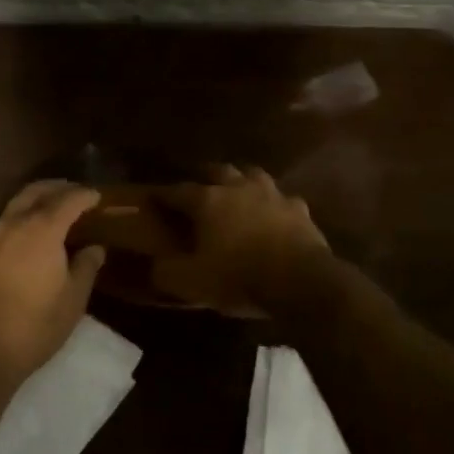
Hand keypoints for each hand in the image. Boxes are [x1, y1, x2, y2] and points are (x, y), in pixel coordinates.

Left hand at [0, 181, 105, 385]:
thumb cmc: (34, 327)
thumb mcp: (72, 300)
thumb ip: (86, 267)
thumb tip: (95, 247)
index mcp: (42, 230)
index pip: (67, 200)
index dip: (84, 195)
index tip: (97, 197)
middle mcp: (14, 224)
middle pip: (36, 192)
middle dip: (58, 188)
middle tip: (75, 194)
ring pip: (16, 204)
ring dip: (36, 199)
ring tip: (54, 210)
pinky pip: (3, 222)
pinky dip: (20, 216)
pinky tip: (29, 234)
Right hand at [151, 165, 332, 318]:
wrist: (300, 281)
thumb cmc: (239, 277)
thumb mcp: (191, 282)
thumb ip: (166, 271)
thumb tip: (154, 265)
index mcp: (207, 200)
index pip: (177, 191)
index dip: (163, 194)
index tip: (152, 196)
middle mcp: (238, 188)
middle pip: (218, 171)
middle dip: (205, 176)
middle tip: (198, 188)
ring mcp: (272, 194)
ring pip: (253, 175)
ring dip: (242, 181)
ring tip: (237, 192)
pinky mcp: (299, 209)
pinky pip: (283, 199)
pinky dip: (275, 205)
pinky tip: (274, 215)